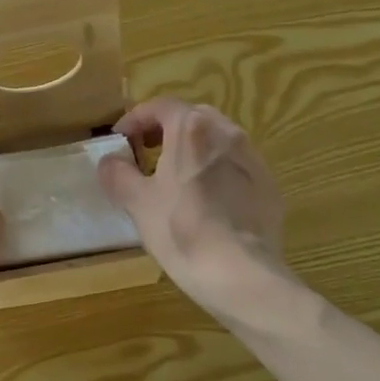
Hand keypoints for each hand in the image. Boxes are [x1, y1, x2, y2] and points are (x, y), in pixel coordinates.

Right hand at [97, 98, 291, 314]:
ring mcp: (253, 159)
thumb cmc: (180, 230)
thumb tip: (110, 160)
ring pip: (216, 141)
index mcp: (192, 129)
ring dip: (192, 150)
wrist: (240, 274)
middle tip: (146, 155)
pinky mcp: (269, 186)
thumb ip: (118, 173)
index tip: (121, 141)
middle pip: (191, 118)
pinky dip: (215, 172)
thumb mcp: (136, 202)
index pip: (160, 106)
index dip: (135, 120)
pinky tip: (205, 203)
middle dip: (165, 131)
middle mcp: (227, 132)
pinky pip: (235, 167)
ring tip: (174, 180)